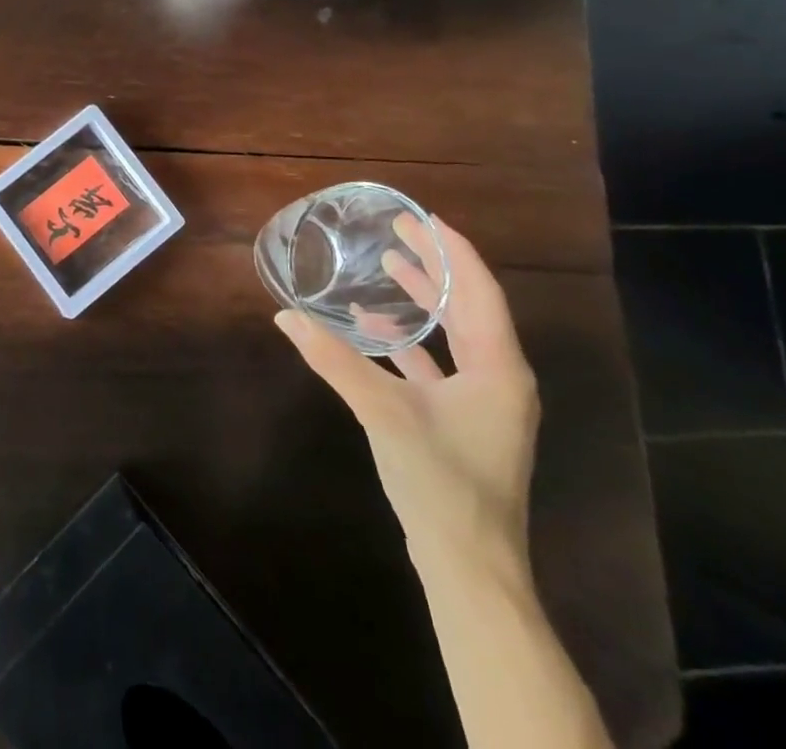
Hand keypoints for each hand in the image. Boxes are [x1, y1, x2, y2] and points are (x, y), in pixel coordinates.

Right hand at [276, 215, 538, 568]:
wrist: (469, 568)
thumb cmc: (440, 481)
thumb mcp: (383, 412)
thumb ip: (333, 360)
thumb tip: (285, 317)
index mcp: (498, 367)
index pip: (479, 290)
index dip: (454, 250)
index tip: (424, 217)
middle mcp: (500, 378)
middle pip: (469, 306)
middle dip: (436, 267)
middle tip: (399, 232)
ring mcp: (485, 402)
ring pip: (456, 334)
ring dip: (425, 300)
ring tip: (390, 266)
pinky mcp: (466, 422)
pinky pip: (441, 363)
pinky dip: (412, 340)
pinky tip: (375, 331)